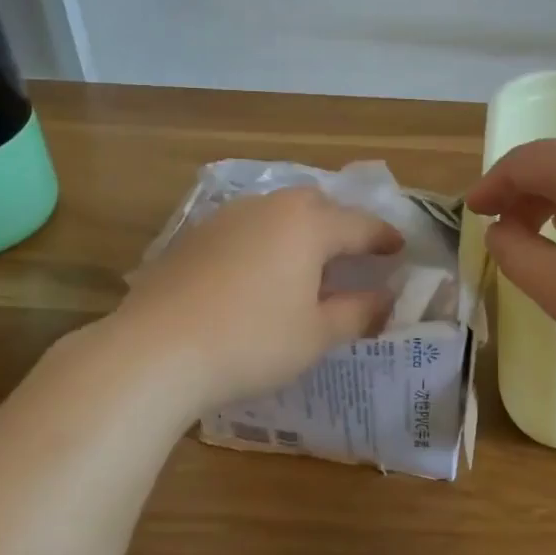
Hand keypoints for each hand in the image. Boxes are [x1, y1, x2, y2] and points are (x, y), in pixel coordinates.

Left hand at [117, 186, 403, 405]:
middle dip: (339, 224)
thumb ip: (358, 312)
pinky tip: (256, 273)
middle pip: (316, 205)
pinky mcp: (195, 235)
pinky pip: (245, 227)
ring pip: (277, 211)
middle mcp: (269, 208)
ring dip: (299, 230)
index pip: (360, 225)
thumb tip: (386, 300)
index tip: (400, 248)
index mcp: (307, 225)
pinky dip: (264, 241)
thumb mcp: (315, 335)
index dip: (384, 238)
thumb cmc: (251, 341)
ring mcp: (227, 217)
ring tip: (305, 263)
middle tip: (352, 253)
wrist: (155, 349)